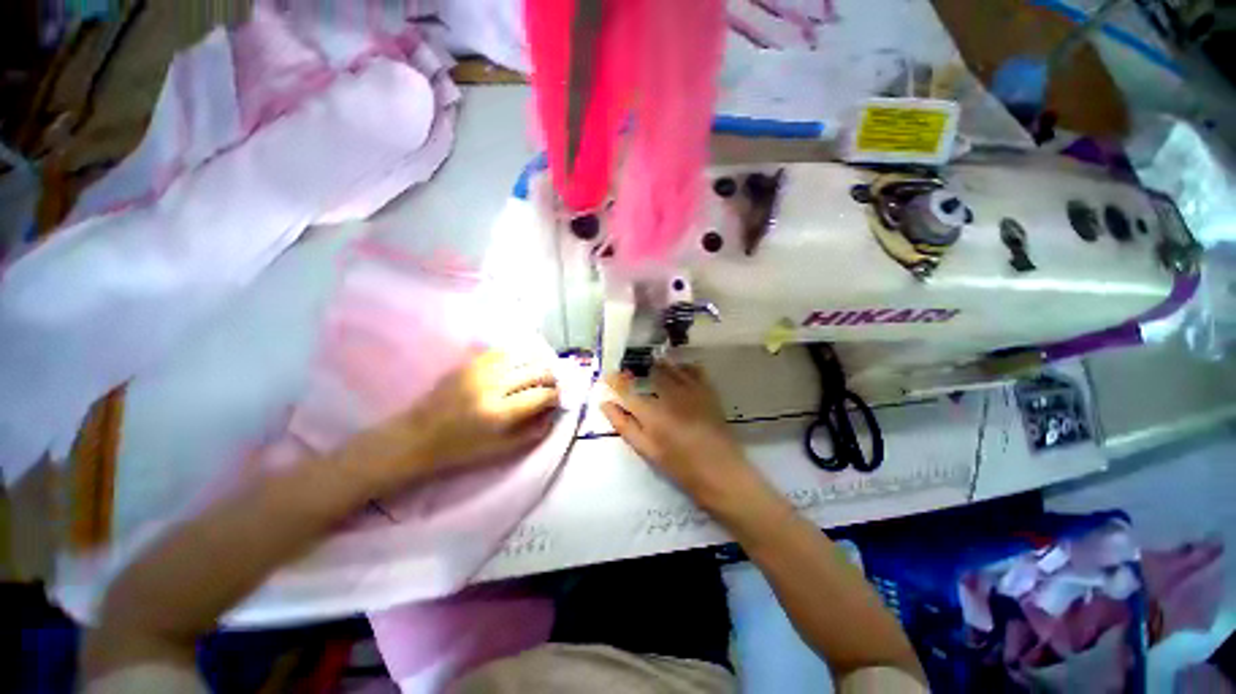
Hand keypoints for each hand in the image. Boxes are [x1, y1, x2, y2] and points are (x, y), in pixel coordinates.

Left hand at [341, 350, 560, 494]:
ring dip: (538, 363)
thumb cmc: (461, 449)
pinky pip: (503, 351)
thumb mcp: (500, 450)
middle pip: (536, 371)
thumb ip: (533, 431)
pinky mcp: (469, 363)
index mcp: (499, 413)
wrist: (417, 436)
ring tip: (543, 371)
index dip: (557, 394)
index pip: (541, 395)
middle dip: (552, 376)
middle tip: (557, 383)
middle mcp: (492, 386)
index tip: (563, 396)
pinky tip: (522, 362)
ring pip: (522, 356)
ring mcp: (480, 370)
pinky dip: (518, 355)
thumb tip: (555, 412)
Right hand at [600, 362, 762, 511]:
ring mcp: (691, 390)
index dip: (615, 381)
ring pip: (671, 367)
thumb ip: (625, 425)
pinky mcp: (708, 391)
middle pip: (649, 372)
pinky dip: (683, 367)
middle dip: (639, 370)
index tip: (608, 376)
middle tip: (633, 373)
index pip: (627, 389)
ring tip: (652, 368)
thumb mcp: (647, 450)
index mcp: (652, 412)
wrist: (721, 472)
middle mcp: (670, 394)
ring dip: (659, 365)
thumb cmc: (680, 466)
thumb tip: (605, 404)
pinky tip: (679, 372)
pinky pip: (693, 369)